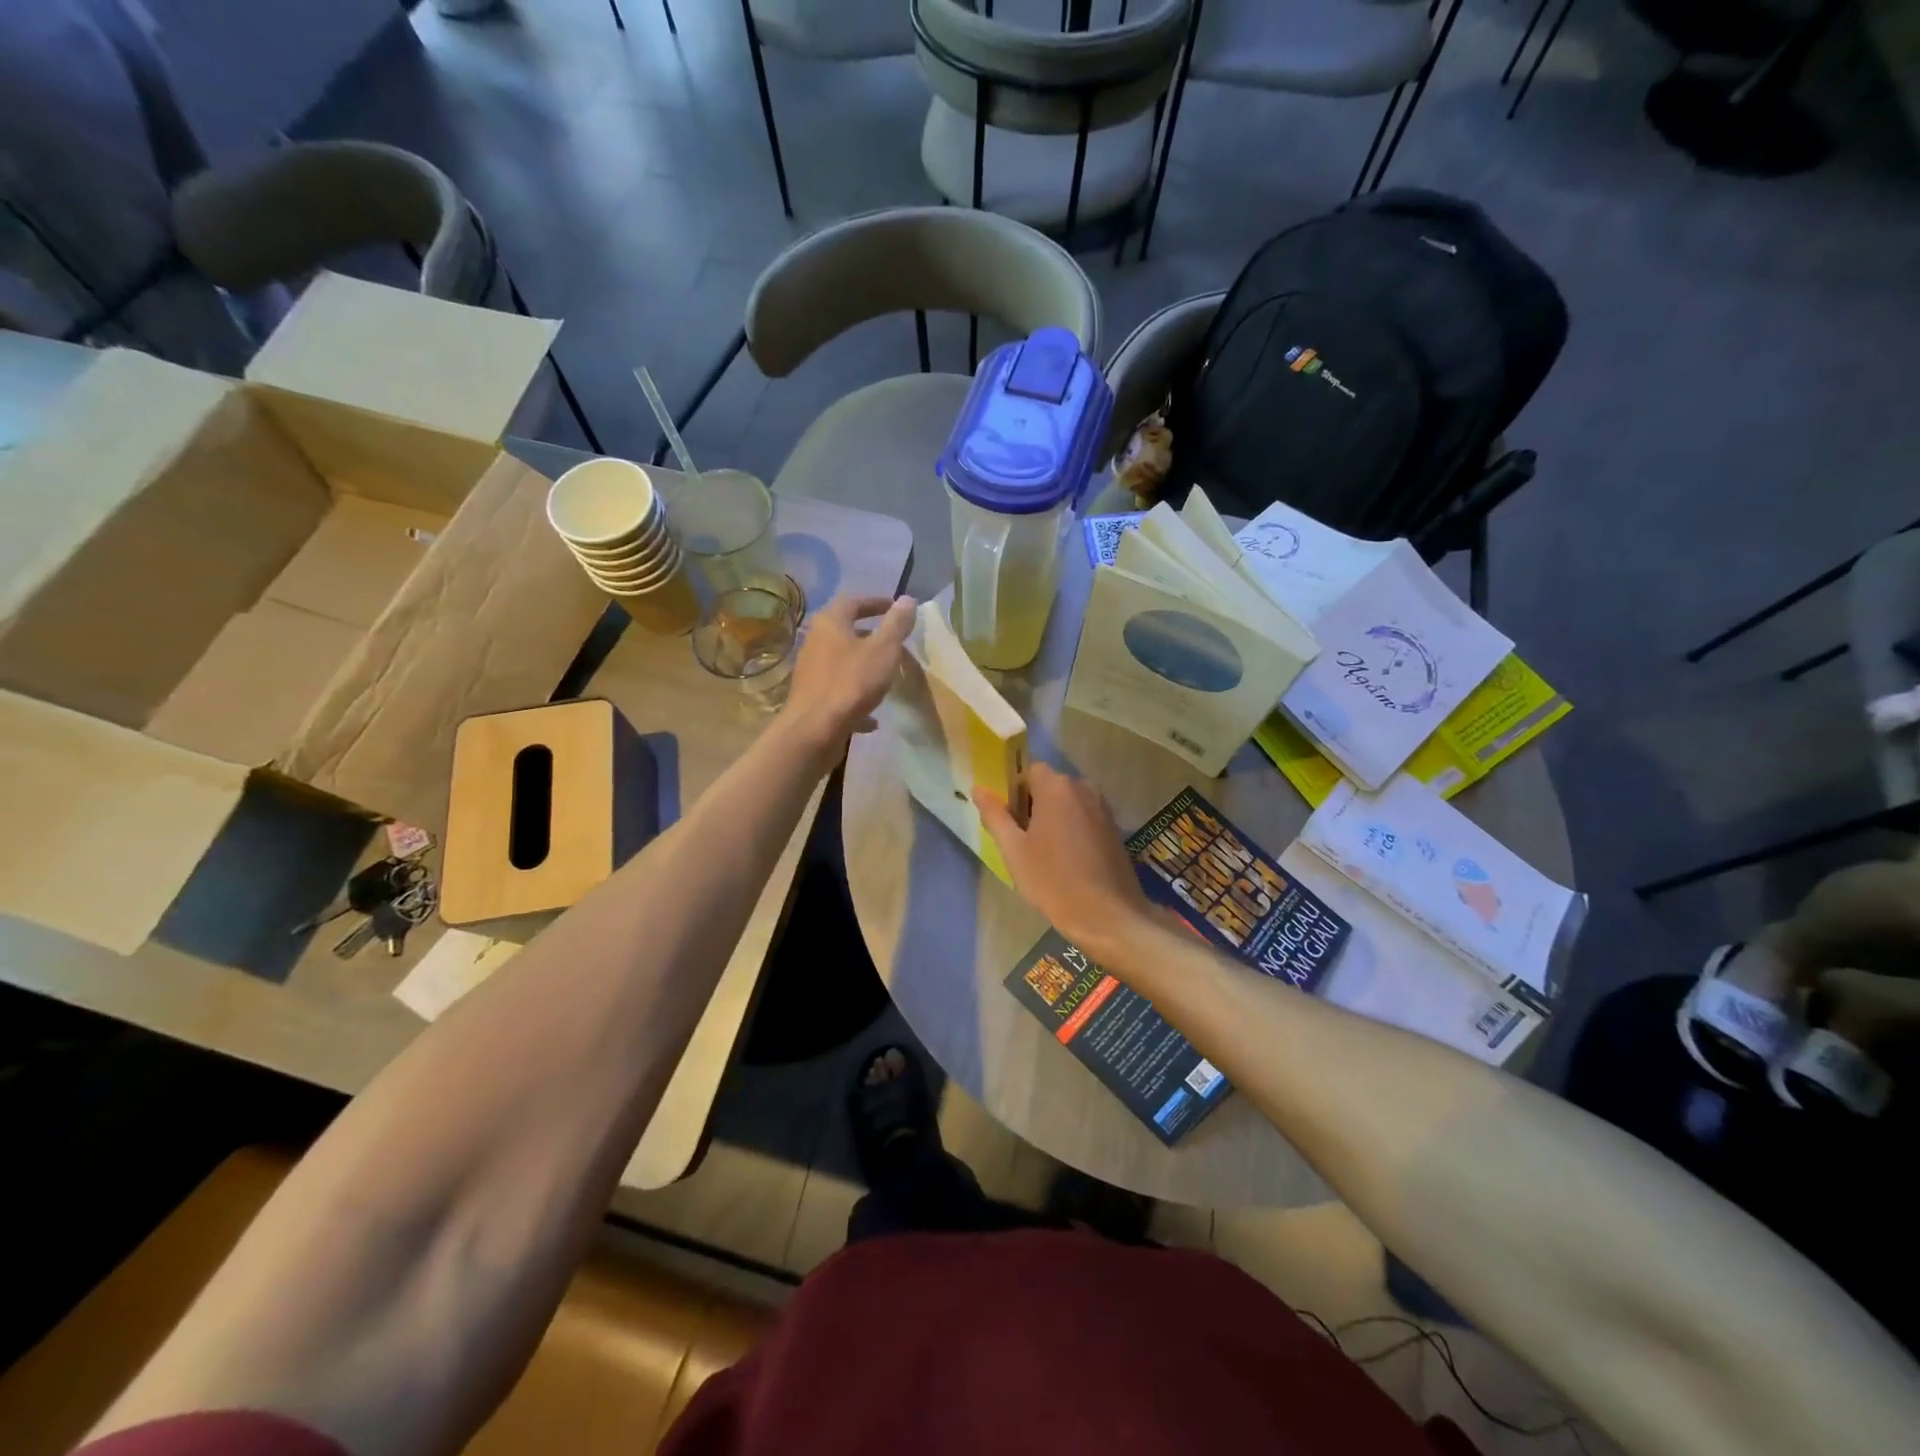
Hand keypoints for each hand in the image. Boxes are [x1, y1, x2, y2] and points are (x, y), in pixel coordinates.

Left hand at [786, 594, 915, 748]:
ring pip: (842, 662)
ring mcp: (811, 671)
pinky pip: (839, 691)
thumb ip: (896, 624)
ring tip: (886, 675)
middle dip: (871, 635)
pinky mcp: (812, 698)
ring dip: (863, 665)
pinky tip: (873, 718)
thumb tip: (907, 599)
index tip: (897, 609)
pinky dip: (856, 697)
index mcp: (830, 622)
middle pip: (845, 631)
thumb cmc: (851, 682)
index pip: (854, 601)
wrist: (814, 729)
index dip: (876, 602)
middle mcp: (815, 641)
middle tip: (894, 641)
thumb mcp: (883, 650)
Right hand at [974, 763, 1152, 955]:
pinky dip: (1072, 830)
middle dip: (1033, 806)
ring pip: (1068, 803)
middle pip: (1049, 786)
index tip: (1009, 821)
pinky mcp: (1114, 828)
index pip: (1029, 771)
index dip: (1014, 792)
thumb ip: (995, 815)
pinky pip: (1085, 818)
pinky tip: (1067, 861)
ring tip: (1044, 854)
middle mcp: (1083, 789)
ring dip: (1053, 819)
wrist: (1107, 916)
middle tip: (1022, 842)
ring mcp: (1103, 808)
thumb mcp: (1014, 850)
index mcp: (1056, 788)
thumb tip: (978, 788)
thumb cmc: (1053, 881)